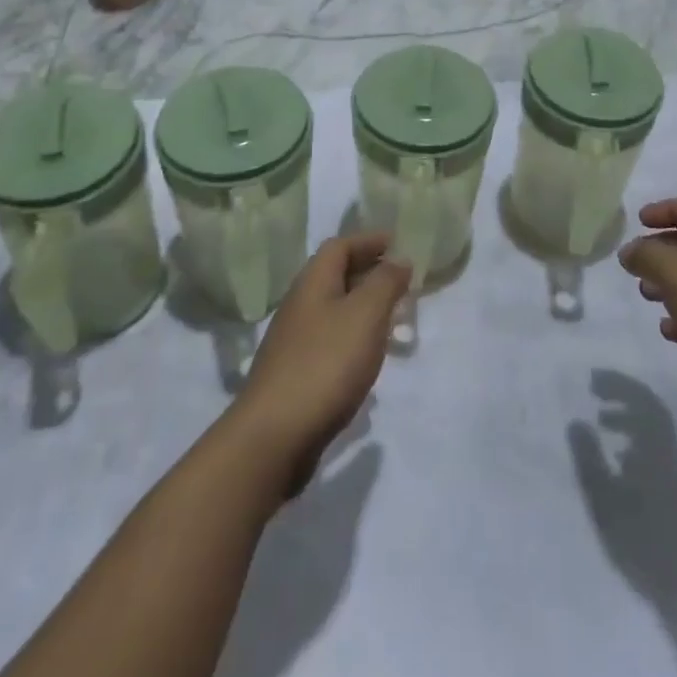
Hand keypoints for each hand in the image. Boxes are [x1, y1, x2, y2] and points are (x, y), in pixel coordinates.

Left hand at [233, 233, 409, 494]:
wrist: (274, 435)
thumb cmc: (325, 363)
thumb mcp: (365, 315)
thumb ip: (385, 283)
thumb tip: (399, 258)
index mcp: (313, 282)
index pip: (340, 246)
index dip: (369, 240)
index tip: (398, 243)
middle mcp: (300, 304)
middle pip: (335, 275)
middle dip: (368, 272)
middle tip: (402, 279)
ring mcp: (295, 341)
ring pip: (334, 309)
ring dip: (363, 306)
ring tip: (393, 317)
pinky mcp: (296, 373)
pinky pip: (331, 339)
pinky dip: (354, 336)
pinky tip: (369, 357)